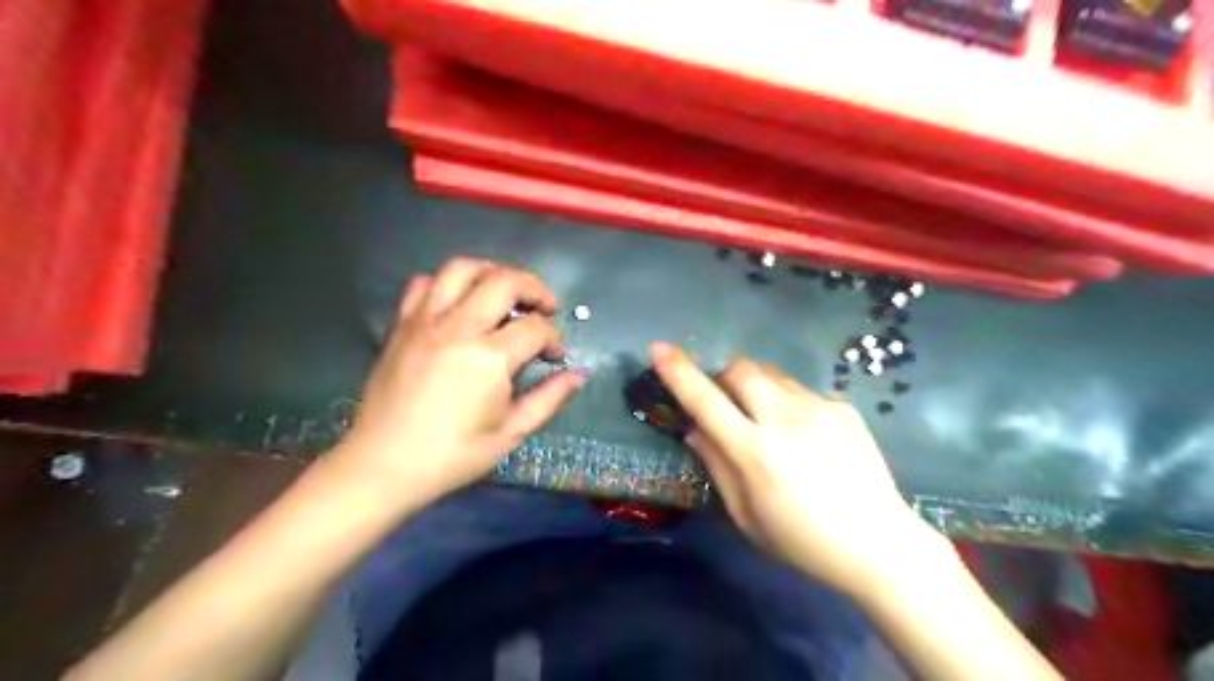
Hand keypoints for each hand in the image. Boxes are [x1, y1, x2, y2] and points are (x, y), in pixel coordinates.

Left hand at [335, 259, 588, 507]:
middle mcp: (458, 327)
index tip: (556, 356)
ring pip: (462, 268)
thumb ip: (548, 399)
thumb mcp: (509, 433)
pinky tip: (458, 303)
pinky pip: (423, 284)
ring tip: (505, 291)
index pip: (535, 328)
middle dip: (535, 288)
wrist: (382, 466)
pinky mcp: (401, 325)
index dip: (554, 339)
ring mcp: (425, 321)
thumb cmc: (452, 455)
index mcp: (489, 358)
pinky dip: (446, 284)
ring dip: (492, 272)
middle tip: (546, 306)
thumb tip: (578, 376)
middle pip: (504, 281)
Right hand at [648, 341, 941, 594]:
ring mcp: (818, 408)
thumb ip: (717, 466)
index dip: (679, 372)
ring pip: (772, 374)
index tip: (658, 348)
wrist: (878, 544)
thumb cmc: (801, 540)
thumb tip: (695, 430)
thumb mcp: (746, 516)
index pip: (705, 401)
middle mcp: (785, 420)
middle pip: (742, 369)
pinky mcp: (842, 407)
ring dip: (758, 387)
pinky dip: (790, 403)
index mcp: (755, 452)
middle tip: (729, 403)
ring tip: (770, 420)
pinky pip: (802, 390)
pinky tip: (807, 437)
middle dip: (725, 377)